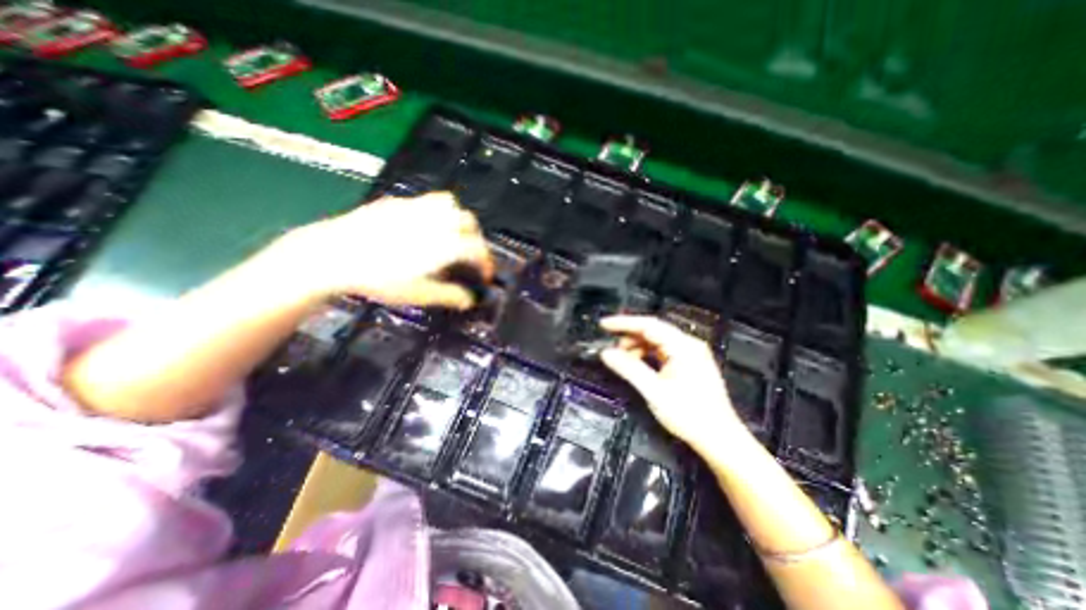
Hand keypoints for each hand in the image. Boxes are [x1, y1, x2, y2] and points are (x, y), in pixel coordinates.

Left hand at [283, 193, 494, 309]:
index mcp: (445, 244)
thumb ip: (449, 296)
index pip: (478, 249)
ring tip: (452, 235)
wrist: (333, 254)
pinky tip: (424, 227)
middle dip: (476, 239)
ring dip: (459, 219)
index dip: (487, 263)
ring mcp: (417, 208)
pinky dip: (436, 212)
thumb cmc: (379, 278)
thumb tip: (469, 300)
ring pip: (451, 205)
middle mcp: (436, 221)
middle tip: (470, 255)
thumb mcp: (418, 294)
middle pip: (469, 223)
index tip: (485, 275)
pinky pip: (427, 201)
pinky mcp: (398, 202)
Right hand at [599, 316, 752, 453]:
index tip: (604, 325)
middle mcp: (688, 345)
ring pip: (656, 342)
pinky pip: (662, 352)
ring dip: (637, 347)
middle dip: (629, 337)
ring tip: (622, 359)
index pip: (648, 325)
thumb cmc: (690, 416)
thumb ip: (629, 369)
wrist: (720, 439)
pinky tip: (637, 365)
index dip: (624, 323)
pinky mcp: (689, 365)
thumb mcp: (654, 391)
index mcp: (683, 346)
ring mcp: (690, 354)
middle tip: (609, 346)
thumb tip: (606, 353)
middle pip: (653, 331)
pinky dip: (647, 356)